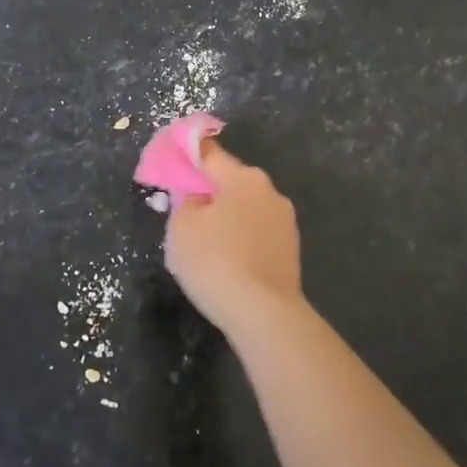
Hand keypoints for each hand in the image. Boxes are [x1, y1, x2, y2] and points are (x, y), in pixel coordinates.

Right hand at [164, 141, 302, 339]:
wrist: (263, 312)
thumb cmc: (215, 261)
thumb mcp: (181, 228)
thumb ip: (185, 201)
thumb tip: (198, 197)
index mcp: (242, 177)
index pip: (210, 153)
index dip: (189, 154)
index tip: (175, 161)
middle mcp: (268, 189)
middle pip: (231, 180)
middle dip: (211, 191)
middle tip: (188, 213)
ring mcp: (285, 218)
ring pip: (247, 207)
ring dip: (230, 216)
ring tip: (210, 244)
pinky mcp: (292, 247)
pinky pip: (259, 231)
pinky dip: (244, 238)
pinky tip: (232, 260)